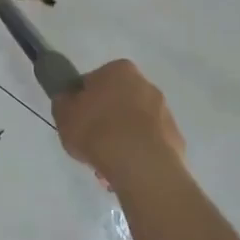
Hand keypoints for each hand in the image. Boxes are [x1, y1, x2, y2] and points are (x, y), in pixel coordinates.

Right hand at [52, 60, 185, 188]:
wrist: (141, 166)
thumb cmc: (98, 131)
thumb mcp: (64, 115)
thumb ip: (64, 102)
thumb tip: (69, 100)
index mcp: (119, 70)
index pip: (94, 80)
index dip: (83, 100)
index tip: (77, 119)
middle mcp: (146, 84)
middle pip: (118, 100)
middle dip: (107, 118)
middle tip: (92, 141)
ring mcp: (165, 112)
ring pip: (135, 123)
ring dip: (123, 137)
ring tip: (108, 163)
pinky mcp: (175, 138)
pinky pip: (149, 143)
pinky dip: (139, 153)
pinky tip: (127, 170)